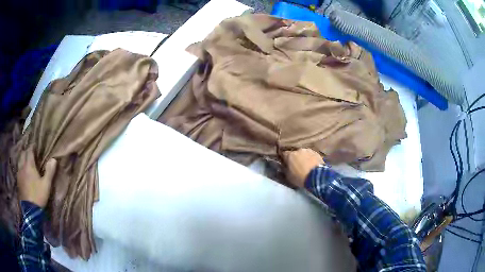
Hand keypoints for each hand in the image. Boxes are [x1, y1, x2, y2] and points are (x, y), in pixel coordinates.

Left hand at [17, 147, 56, 207]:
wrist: (30, 210)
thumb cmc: (38, 196)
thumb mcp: (46, 185)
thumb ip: (49, 172)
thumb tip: (54, 159)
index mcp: (29, 165)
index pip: (29, 151)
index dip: (32, 147)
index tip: (35, 145)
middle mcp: (22, 166)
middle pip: (23, 154)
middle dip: (26, 152)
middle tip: (30, 153)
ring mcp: (19, 174)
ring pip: (19, 161)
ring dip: (22, 159)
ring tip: (26, 161)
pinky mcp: (18, 181)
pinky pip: (18, 170)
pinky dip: (21, 167)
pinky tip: (23, 172)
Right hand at [282, 148, 323, 187]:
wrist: (316, 176)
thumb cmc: (300, 177)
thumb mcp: (288, 176)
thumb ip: (285, 170)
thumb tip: (284, 167)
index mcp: (290, 155)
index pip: (284, 154)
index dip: (284, 159)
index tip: (285, 163)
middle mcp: (298, 150)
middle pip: (294, 153)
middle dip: (295, 158)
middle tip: (296, 166)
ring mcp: (308, 150)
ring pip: (303, 154)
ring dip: (303, 158)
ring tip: (306, 165)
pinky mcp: (316, 153)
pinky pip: (311, 155)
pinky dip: (310, 159)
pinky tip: (312, 165)